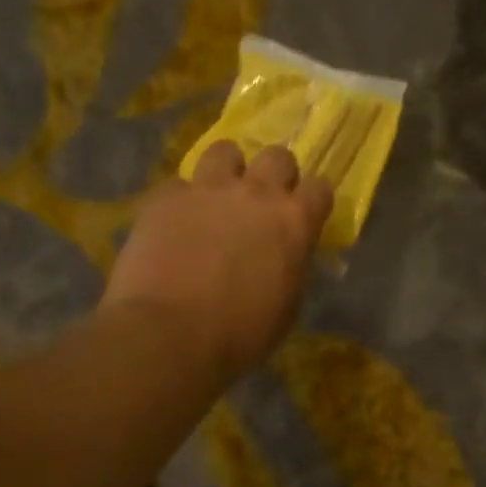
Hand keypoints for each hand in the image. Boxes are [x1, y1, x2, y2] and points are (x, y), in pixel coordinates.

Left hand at [101, 142, 332, 377]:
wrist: (169, 334)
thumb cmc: (239, 335)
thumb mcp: (286, 307)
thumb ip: (291, 267)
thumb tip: (286, 255)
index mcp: (294, 221)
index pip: (320, 188)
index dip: (313, 201)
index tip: (305, 216)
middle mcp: (256, 193)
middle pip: (277, 157)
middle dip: (274, 175)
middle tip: (262, 204)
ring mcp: (207, 189)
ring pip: (224, 151)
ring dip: (226, 171)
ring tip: (216, 198)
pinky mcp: (165, 198)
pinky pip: (178, 185)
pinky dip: (181, 202)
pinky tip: (174, 226)